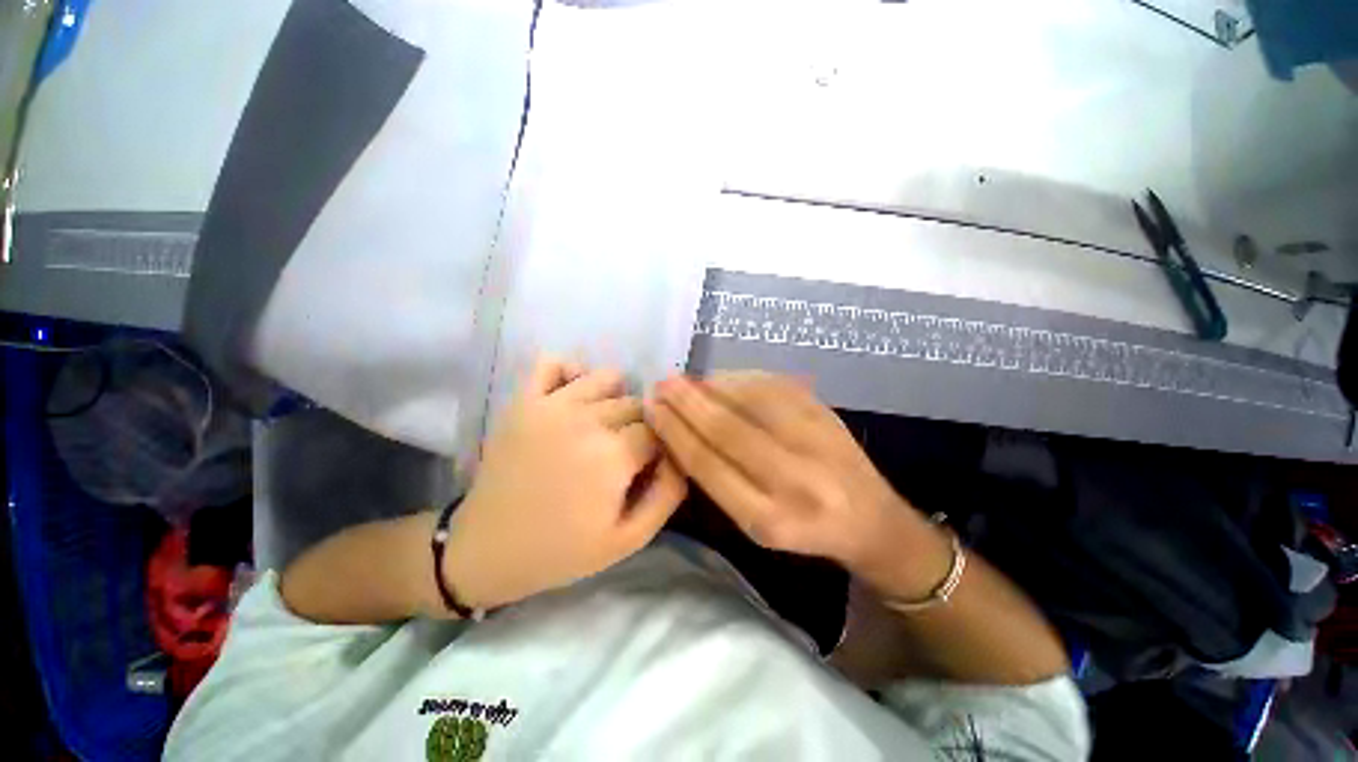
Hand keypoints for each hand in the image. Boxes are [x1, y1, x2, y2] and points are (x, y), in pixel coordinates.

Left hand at [443, 358, 686, 608]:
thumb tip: (681, 454)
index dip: (661, 447)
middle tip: (626, 454)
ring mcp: (551, 404)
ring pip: (607, 378)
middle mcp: (586, 419)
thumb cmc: (562, 550)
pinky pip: (553, 362)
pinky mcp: (524, 400)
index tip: (650, 465)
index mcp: (614, 455)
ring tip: (605, 426)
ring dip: (615, 399)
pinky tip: (574, 399)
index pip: (660, 430)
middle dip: (642, 426)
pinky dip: (571, 372)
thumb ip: (668, 494)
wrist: (486, 550)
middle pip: (637, 404)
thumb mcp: (629, 539)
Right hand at [648, 373, 934, 581]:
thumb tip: (679, 429)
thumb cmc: (804, 528)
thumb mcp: (754, 523)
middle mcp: (794, 479)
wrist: (871, 519)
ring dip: (709, 385)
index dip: (675, 432)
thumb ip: (717, 480)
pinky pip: (772, 385)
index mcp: (769, 519)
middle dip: (686, 402)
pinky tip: (720, 379)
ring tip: (684, 381)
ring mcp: (815, 440)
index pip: (708, 464)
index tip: (652, 410)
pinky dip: (739, 378)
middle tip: (661, 384)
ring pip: (749, 399)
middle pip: (726, 428)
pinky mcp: (826, 413)